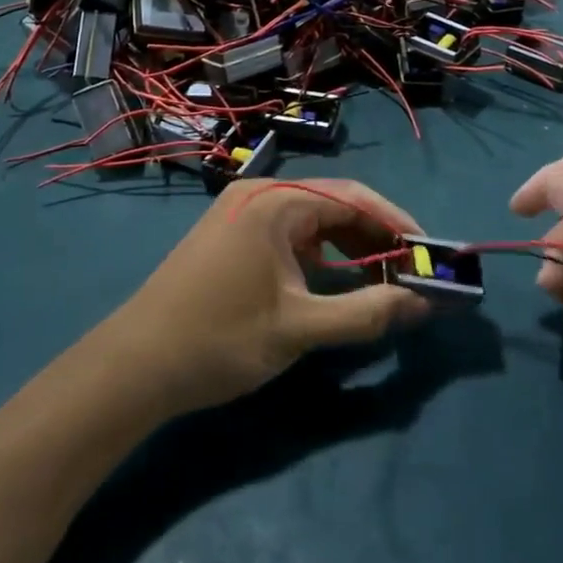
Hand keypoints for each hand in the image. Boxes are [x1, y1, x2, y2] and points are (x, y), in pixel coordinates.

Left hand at [107, 179, 430, 415]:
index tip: (429, 254)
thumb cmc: (221, 339)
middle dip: (375, 237)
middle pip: (334, 205)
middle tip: (410, 272)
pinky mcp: (230, 236)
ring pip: (312, 222)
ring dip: (349, 248)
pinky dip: (319, 256)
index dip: (398, 224)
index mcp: (277, 201)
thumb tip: (424, 303)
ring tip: (382, 279)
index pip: (355, 198)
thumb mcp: (300, 328)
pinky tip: (335, 281)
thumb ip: (367, 312)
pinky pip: (288, 235)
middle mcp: (259, 195)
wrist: (134, 367)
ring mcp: (240, 214)